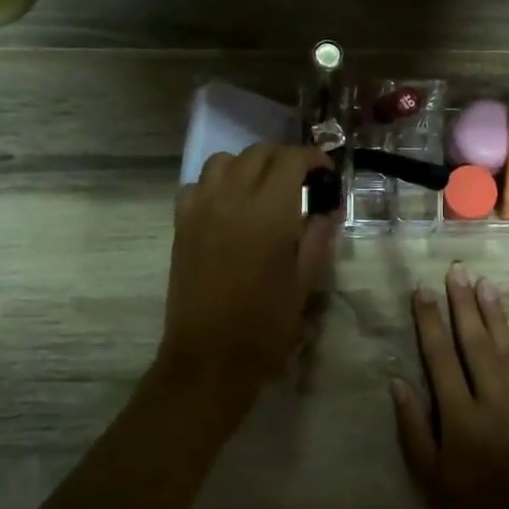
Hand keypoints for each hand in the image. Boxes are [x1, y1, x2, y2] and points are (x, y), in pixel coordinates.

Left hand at [157, 143, 338, 400]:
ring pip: (223, 160)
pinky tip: (229, 207)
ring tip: (263, 189)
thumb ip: (318, 235)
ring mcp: (201, 208)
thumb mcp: (306, 280)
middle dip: (284, 159)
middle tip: (300, 181)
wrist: (210, 355)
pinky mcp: (181, 224)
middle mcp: (231, 198)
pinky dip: (217, 184)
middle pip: (258, 152)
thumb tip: (327, 207)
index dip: (312, 159)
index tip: (325, 174)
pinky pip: (197, 184)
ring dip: (248, 165)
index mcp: (269, 211)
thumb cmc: (266, 323)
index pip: (291, 159)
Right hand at [390, 264, 508, 508]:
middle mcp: (493, 401)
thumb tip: (397, 380)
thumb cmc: (470, 508)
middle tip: (458, 271)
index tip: (423, 291)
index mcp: (459, 417)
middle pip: (476, 343)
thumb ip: (412, 425)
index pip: (440, 357)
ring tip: (485, 283)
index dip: (430, 321)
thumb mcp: (428, 475)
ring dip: (496, 314)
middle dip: (464, 304)